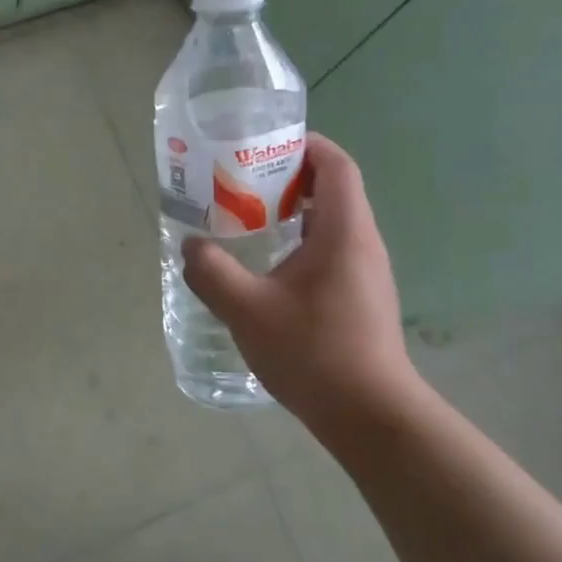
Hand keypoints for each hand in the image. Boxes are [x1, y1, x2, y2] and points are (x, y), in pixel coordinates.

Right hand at [182, 134, 419, 429]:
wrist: (369, 415)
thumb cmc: (313, 352)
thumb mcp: (247, 310)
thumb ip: (212, 273)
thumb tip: (191, 247)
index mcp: (344, 231)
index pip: (335, 165)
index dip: (304, 146)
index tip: (263, 147)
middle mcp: (363, 243)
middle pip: (333, 190)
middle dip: (288, 179)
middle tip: (241, 186)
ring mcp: (366, 273)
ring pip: (331, 224)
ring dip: (292, 214)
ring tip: (247, 223)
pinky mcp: (362, 298)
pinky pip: (331, 252)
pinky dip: (300, 244)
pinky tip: (268, 271)